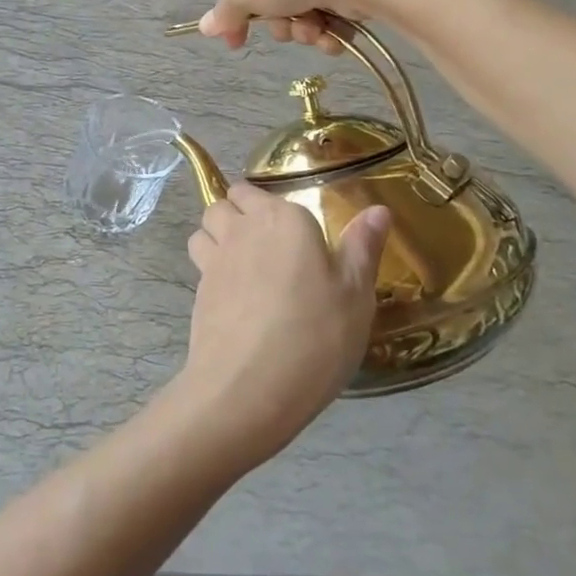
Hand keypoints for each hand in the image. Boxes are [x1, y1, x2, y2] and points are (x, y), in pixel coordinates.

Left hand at [178, 182, 392, 465]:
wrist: (249, 386)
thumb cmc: (315, 335)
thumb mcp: (355, 294)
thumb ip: (362, 248)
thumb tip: (377, 209)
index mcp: (282, 219)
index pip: (255, 189)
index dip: (265, 204)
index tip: (287, 228)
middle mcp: (242, 229)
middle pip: (224, 203)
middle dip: (237, 212)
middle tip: (265, 243)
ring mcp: (214, 259)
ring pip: (205, 228)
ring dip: (217, 235)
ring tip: (244, 264)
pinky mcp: (198, 291)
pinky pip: (200, 263)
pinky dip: (211, 268)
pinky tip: (235, 297)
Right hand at [195, 0, 392, 52]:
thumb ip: (223, 14)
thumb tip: (205, 27)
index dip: (235, 13)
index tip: (236, 41)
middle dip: (278, 24)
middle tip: (286, 28)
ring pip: (300, 8)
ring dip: (304, 30)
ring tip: (314, 29)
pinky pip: (329, 9)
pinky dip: (329, 29)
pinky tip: (333, 34)